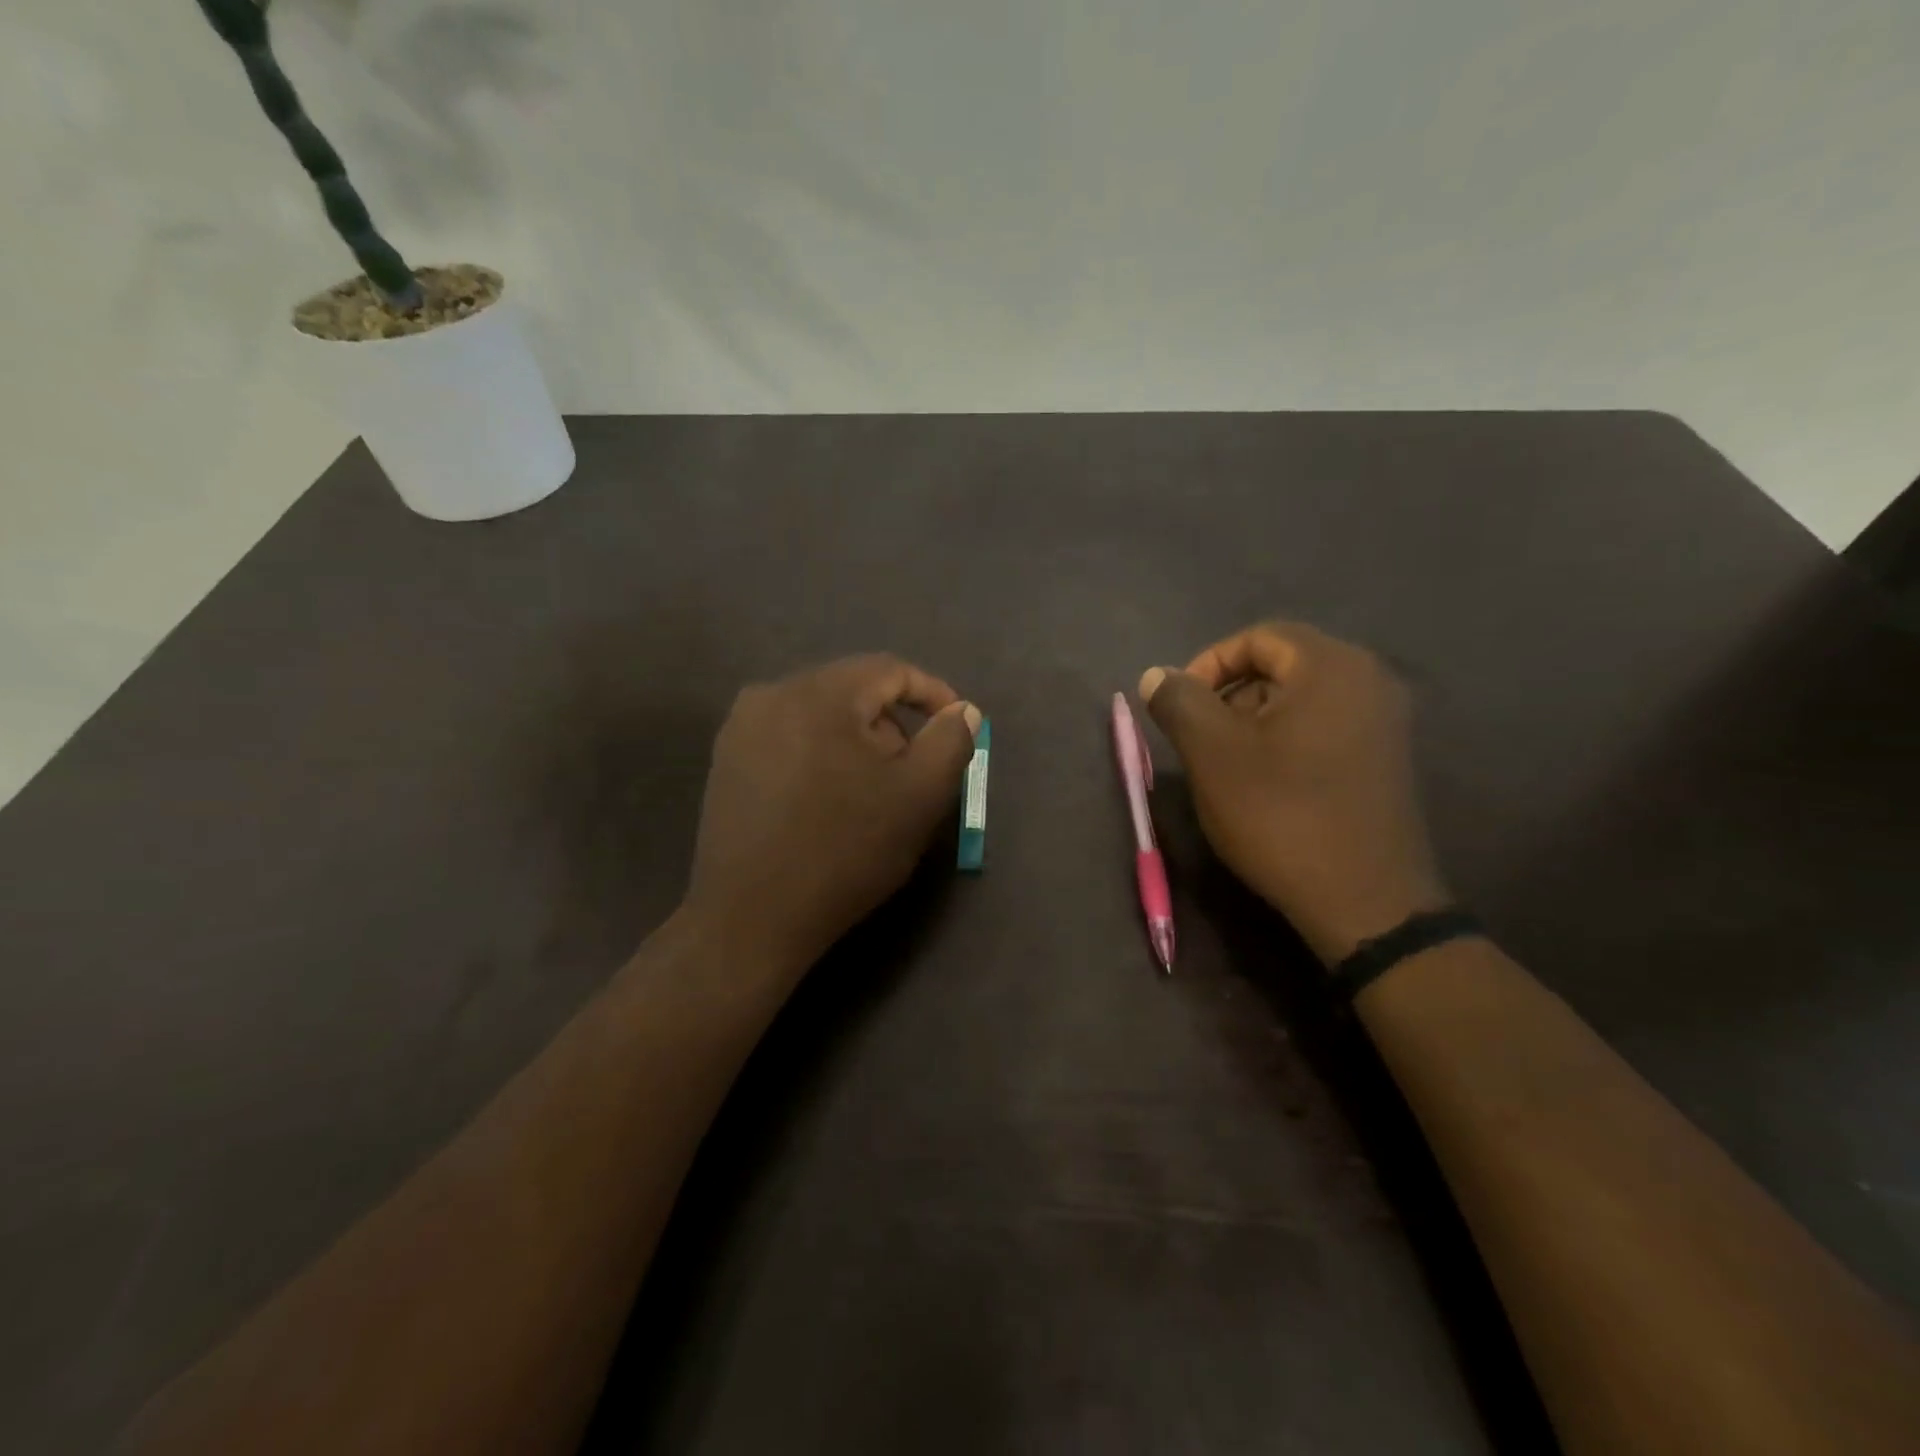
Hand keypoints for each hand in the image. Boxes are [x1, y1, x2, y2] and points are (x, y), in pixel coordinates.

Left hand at [686, 655, 980, 982]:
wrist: (752, 918)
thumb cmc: (844, 852)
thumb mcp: (919, 797)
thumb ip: (951, 742)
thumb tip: (962, 710)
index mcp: (819, 693)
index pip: (890, 670)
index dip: (932, 693)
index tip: (955, 728)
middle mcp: (772, 694)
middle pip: (853, 691)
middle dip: (892, 725)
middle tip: (913, 773)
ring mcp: (741, 728)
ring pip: (821, 716)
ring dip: (857, 743)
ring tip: (871, 793)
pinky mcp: (726, 761)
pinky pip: (790, 738)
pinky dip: (822, 756)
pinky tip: (828, 800)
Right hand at [1139, 622, 1445, 964]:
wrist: (1365, 901)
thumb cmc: (1281, 815)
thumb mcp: (1212, 754)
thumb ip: (1179, 701)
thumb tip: (1157, 675)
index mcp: (1331, 666)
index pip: (1258, 637)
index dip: (1208, 664)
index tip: (1181, 707)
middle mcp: (1369, 680)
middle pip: (1282, 664)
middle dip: (1230, 693)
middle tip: (1201, 737)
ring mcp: (1385, 722)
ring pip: (1302, 698)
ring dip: (1255, 719)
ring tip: (1228, 764)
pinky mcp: (1386, 759)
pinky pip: (1325, 726)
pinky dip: (1287, 739)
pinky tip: (1266, 782)